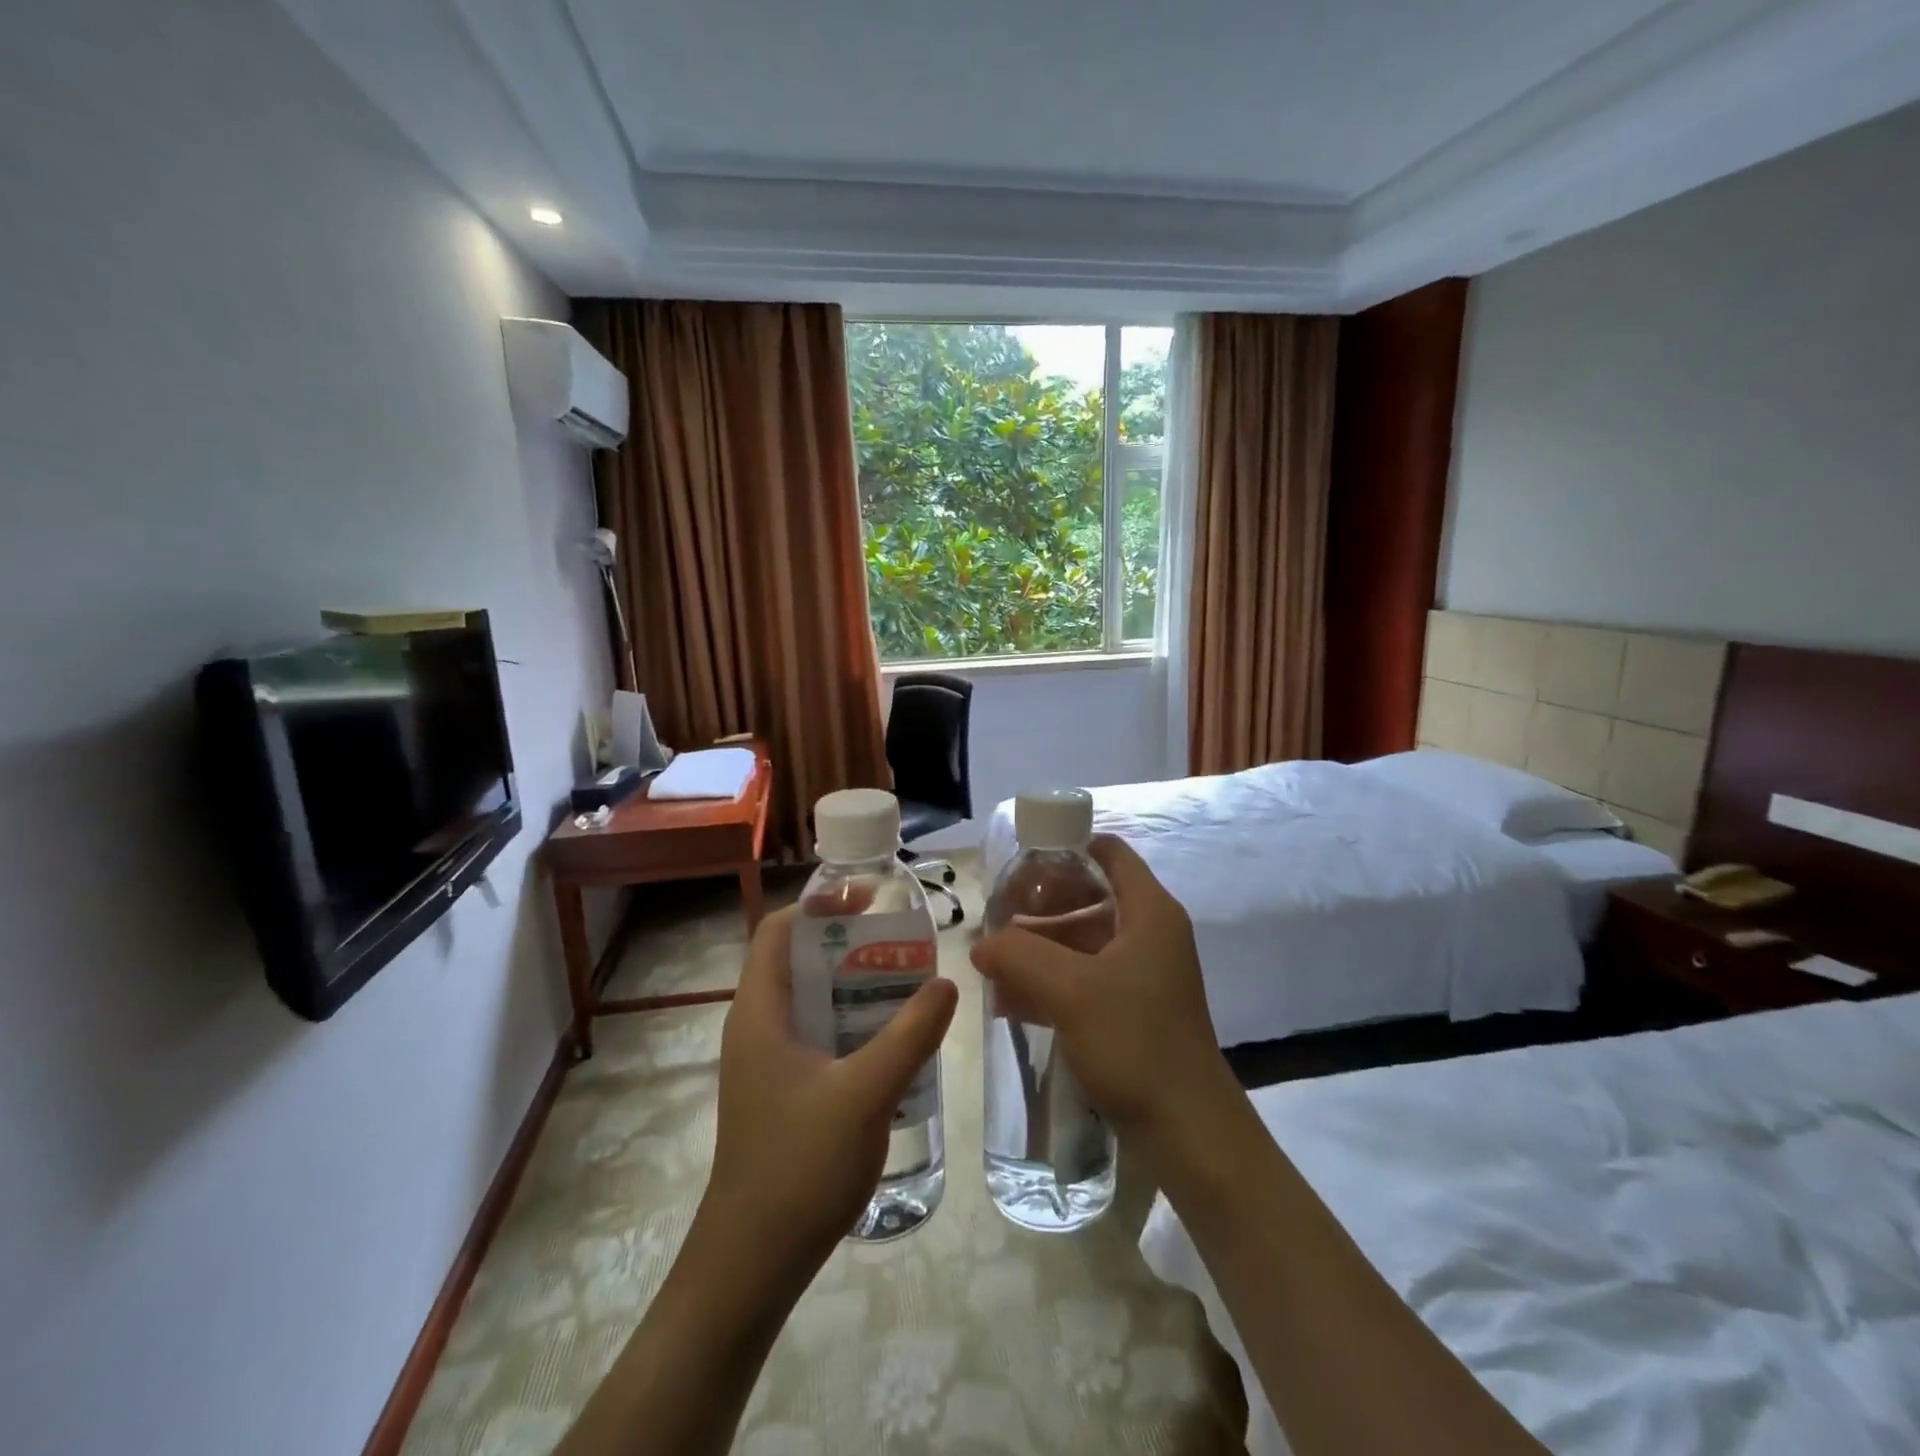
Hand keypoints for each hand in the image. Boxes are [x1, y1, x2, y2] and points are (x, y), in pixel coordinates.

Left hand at [697, 905, 958, 1285]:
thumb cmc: (798, 1166)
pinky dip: (850, 1023)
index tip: (868, 900)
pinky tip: (891, 1042)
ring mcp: (767, 1062)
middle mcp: (757, 1027)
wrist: (752, 1263)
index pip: (778, 931)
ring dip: (853, 985)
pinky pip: (817, 1035)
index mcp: (759, 1012)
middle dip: (848, 944)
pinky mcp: (781, 1091)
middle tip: (902, 943)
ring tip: (906, 985)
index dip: (818, 905)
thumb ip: (909, 1035)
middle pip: (797, 961)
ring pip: (810, 1001)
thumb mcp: (865, 1094)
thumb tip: (946, 981)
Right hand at [970, 835, 1233, 1141]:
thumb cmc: (1135, 1043)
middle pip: (1090, 896)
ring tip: (993, 963)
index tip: (1020, 865)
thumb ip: (1019, 955)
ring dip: (1039, 948)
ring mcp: (1142, 975)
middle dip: (1040, 905)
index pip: (1108, 852)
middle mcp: (1149, 934)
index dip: (1065, 848)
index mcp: (1149, 912)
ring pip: (1083, 941)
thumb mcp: (1069, 990)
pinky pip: (1085, 979)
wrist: (1188, 1132)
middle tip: (997, 917)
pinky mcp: (1133, 1011)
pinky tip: (1010, 1001)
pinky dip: (1050, 982)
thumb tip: (981, 943)